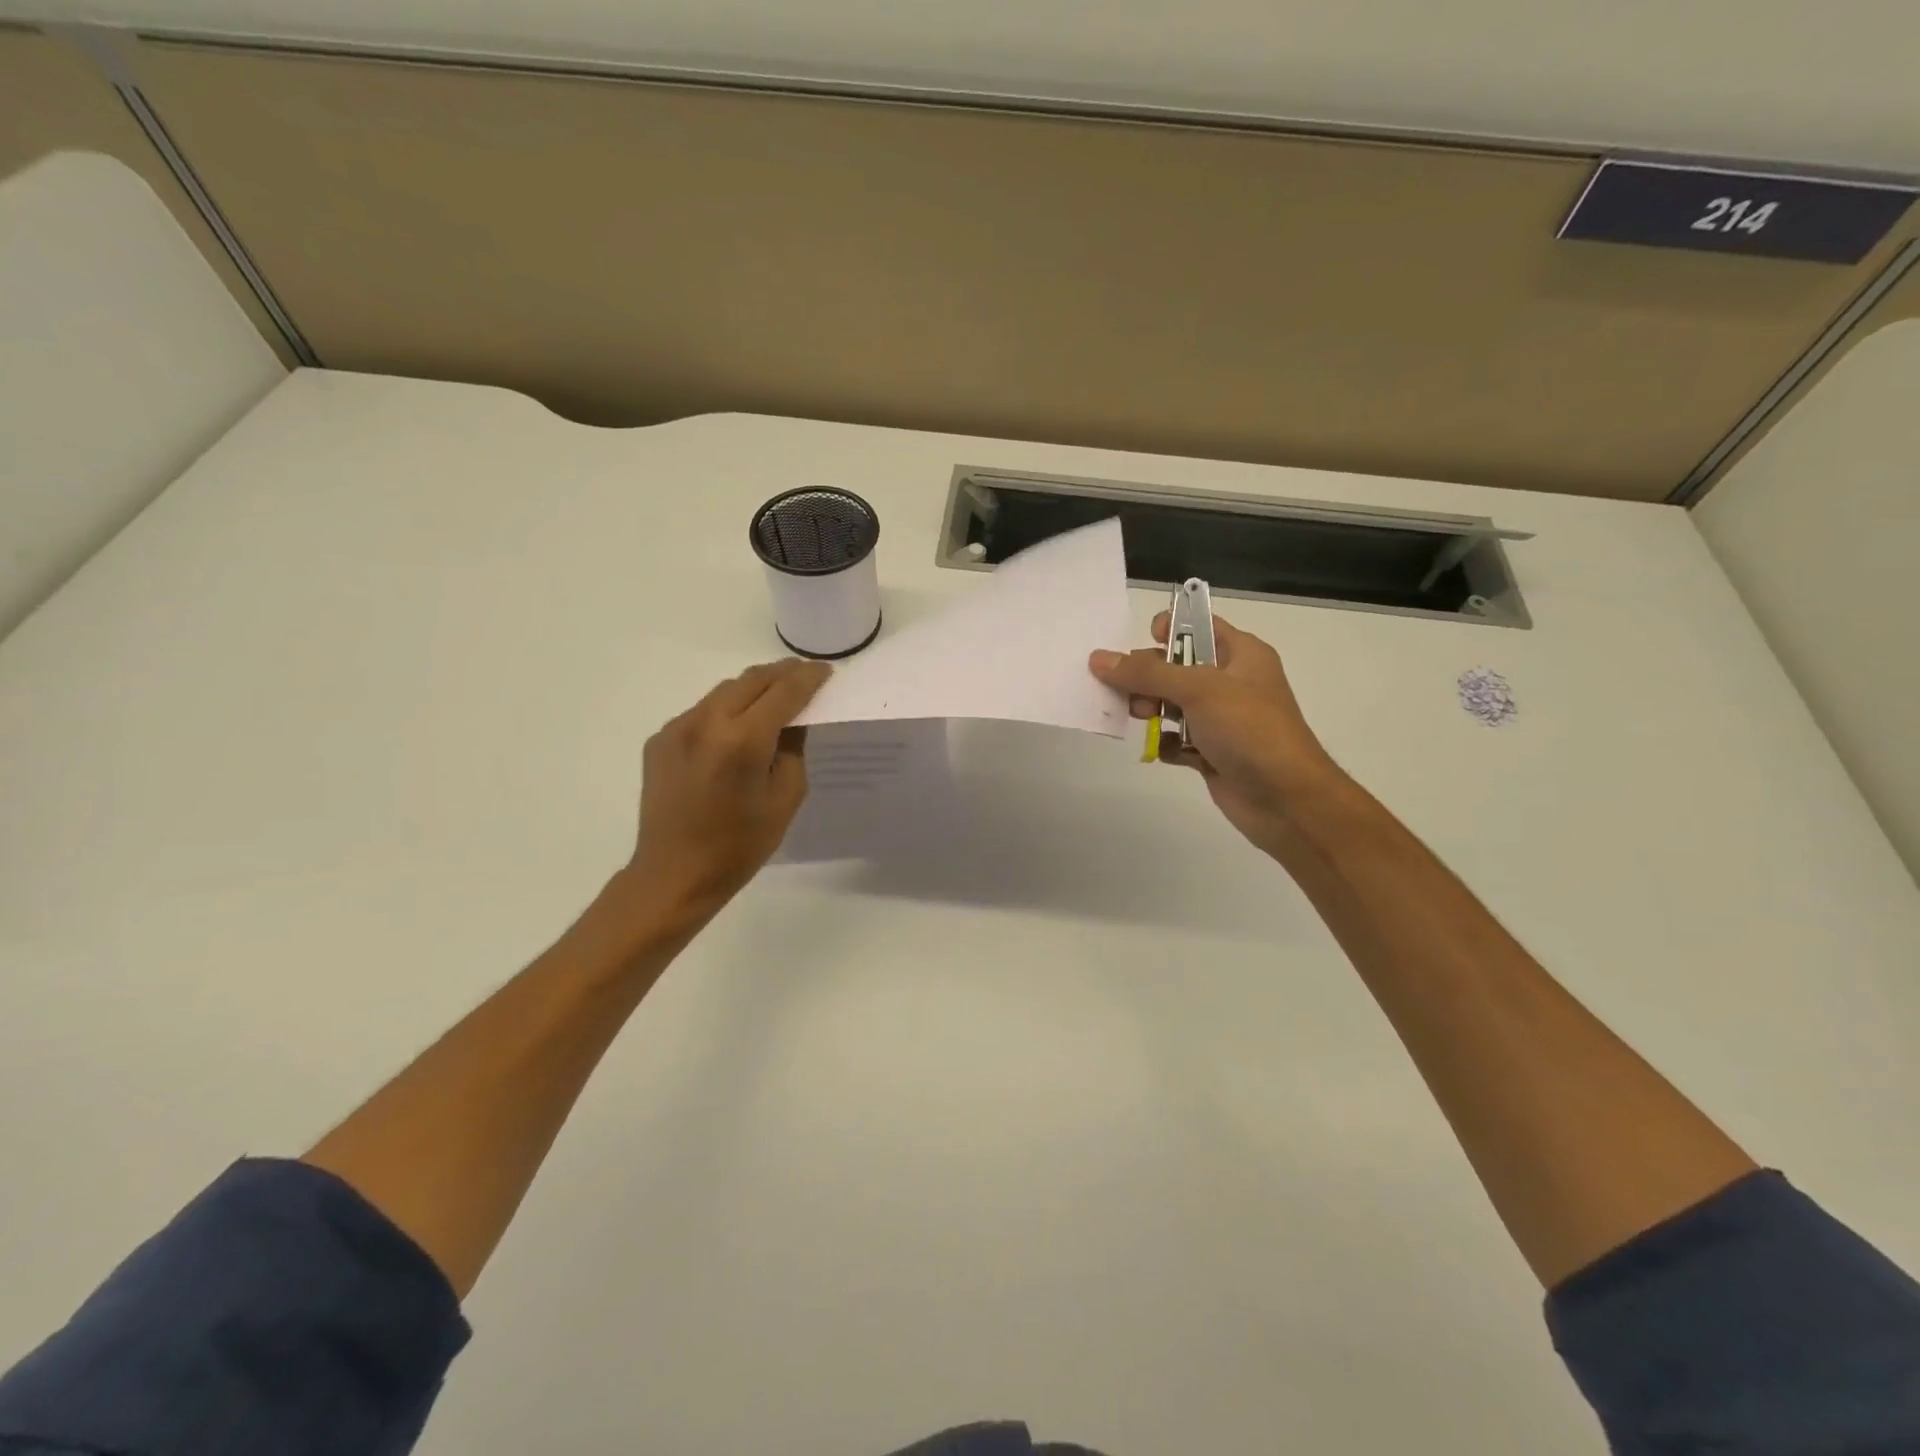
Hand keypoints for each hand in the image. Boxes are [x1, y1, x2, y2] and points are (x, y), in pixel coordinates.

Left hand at [615, 658, 830, 924]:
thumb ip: (793, 750)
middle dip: (782, 673)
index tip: (825, 671)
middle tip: (805, 675)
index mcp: (743, 740)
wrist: (674, 874)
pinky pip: (701, 712)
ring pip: (724, 691)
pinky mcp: (660, 740)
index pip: (784, 692)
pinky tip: (736, 729)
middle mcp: (706, 722)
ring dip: (753, 688)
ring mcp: (677, 728)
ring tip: (774, 696)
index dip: (808, 678)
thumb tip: (793, 721)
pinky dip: (726, 710)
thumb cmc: (739, 845)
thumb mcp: (785, 798)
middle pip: (751, 680)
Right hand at [1090, 613, 1345, 856]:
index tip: (1143, 641)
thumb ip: (1147, 673)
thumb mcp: (1198, 690)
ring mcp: (1221, 720)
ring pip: (1172, 704)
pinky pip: (1177, 741)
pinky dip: (1166, 744)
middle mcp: (1230, 683)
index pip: (1199, 626)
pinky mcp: (1211, 753)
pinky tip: (1165, 751)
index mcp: (1240, 654)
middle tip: (1128, 691)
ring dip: (1151, 709)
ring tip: (1143, 719)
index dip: (1170, 627)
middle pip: (1175, 667)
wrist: (1286, 799)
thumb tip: (1099, 658)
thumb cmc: (1250, 730)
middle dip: (1147, 676)